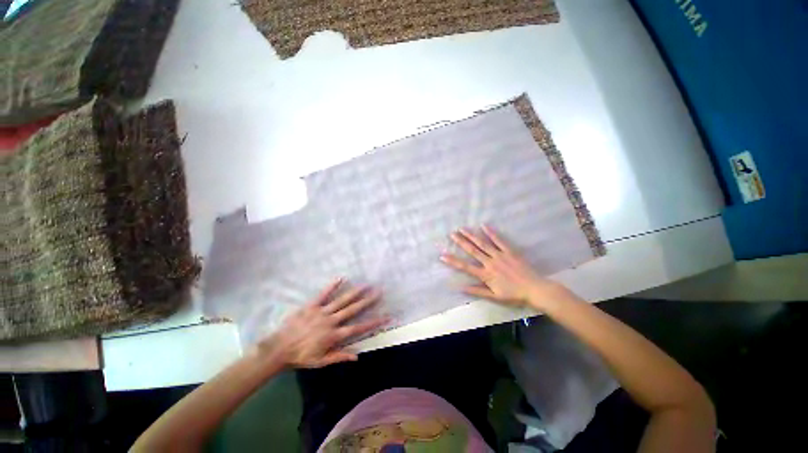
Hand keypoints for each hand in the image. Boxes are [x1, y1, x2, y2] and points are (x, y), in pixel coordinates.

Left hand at [260, 279, 386, 368]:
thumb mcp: (321, 362)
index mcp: (335, 335)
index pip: (358, 328)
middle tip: (378, 292)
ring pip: (342, 301)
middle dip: (367, 301)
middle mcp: (331, 321)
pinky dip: (332, 286)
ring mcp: (322, 312)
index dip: (373, 323)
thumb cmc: (301, 357)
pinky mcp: (312, 306)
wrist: (280, 348)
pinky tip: (341, 278)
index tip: (385, 317)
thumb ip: (339, 357)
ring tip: (366, 285)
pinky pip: (323, 294)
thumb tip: (357, 356)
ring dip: (355, 292)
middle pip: (353, 310)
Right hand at [440, 225, 568, 308]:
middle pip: (472, 251)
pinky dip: (491, 233)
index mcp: (486, 275)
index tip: (442, 256)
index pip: (465, 267)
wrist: (535, 289)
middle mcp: (490, 263)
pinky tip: (483, 225)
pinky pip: (499, 240)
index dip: (452, 261)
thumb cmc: (514, 294)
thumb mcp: (494, 296)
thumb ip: (477, 291)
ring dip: (471, 235)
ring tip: (462, 228)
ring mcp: (499, 255)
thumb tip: (461, 288)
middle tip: (451, 234)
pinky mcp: (509, 251)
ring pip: (482, 244)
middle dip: (460, 242)